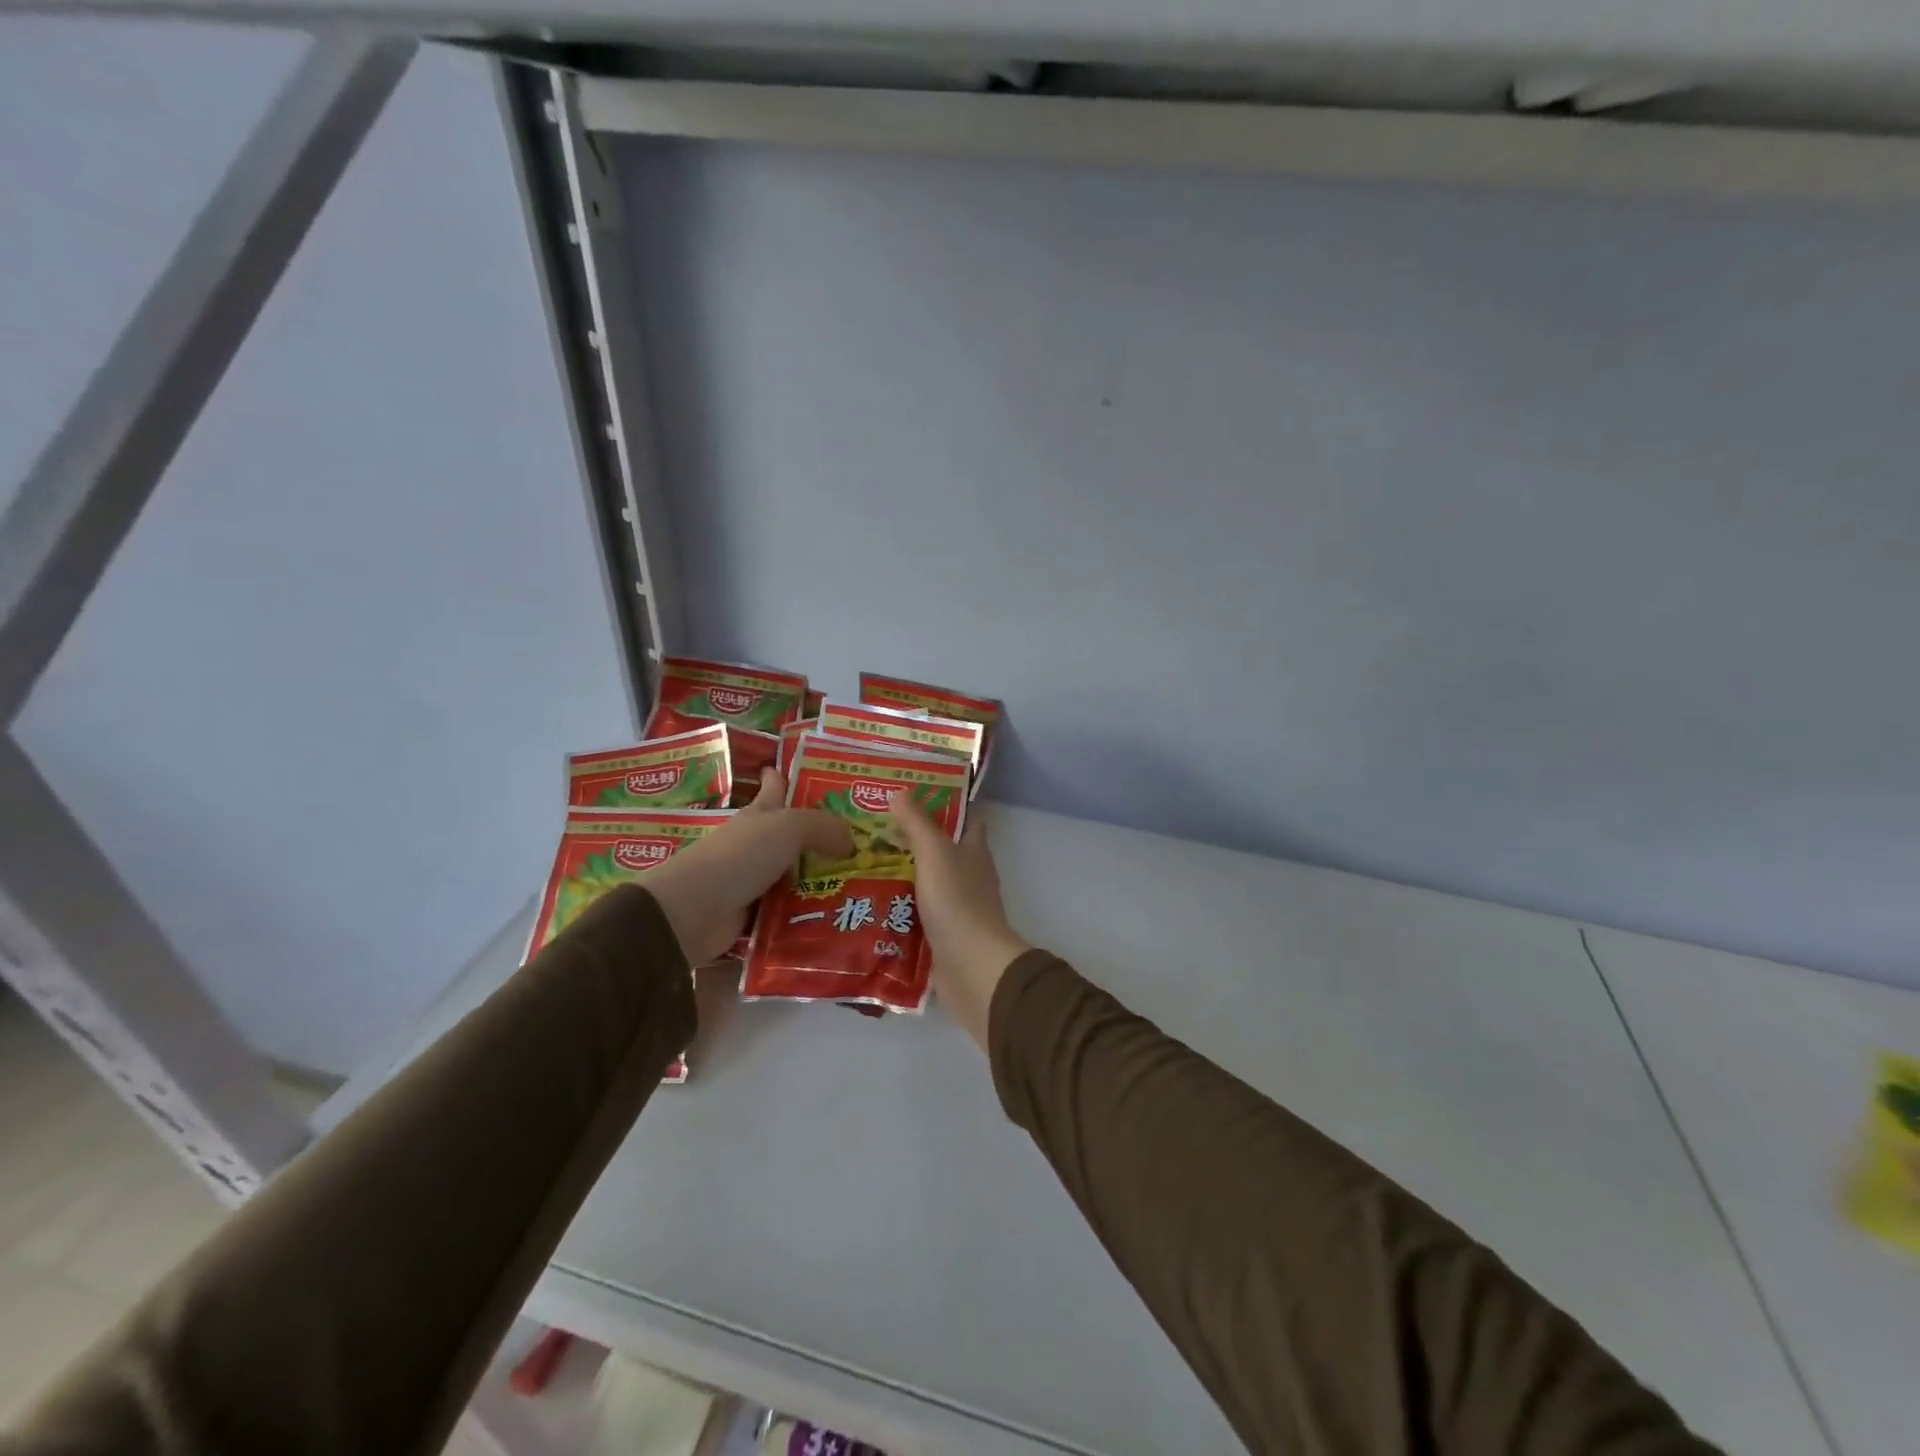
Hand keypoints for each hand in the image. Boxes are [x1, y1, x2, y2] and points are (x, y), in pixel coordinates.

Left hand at [644, 769, 852, 964]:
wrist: (695, 910)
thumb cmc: (740, 856)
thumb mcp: (788, 828)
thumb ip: (824, 827)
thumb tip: (851, 841)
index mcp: (760, 814)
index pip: (774, 787)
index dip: (784, 777)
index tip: (803, 771)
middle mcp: (756, 844)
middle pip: (792, 835)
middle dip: (821, 836)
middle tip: (861, 842)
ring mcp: (754, 880)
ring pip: (795, 875)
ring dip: (821, 880)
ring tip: (862, 884)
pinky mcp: (754, 914)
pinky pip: (789, 911)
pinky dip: (808, 914)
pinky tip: (836, 917)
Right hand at [887, 792, 1031, 1052]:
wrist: (971, 968)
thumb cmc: (957, 902)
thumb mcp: (935, 853)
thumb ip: (917, 824)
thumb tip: (900, 792)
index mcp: (974, 851)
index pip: (966, 819)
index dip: (946, 805)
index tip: (913, 795)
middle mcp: (969, 877)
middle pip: (941, 852)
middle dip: (912, 842)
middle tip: (871, 830)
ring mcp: (956, 909)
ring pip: (925, 885)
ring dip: (899, 877)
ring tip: (859, 865)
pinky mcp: (942, 937)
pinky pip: (915, 917)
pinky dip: (896, 911)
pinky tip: (867, 905)